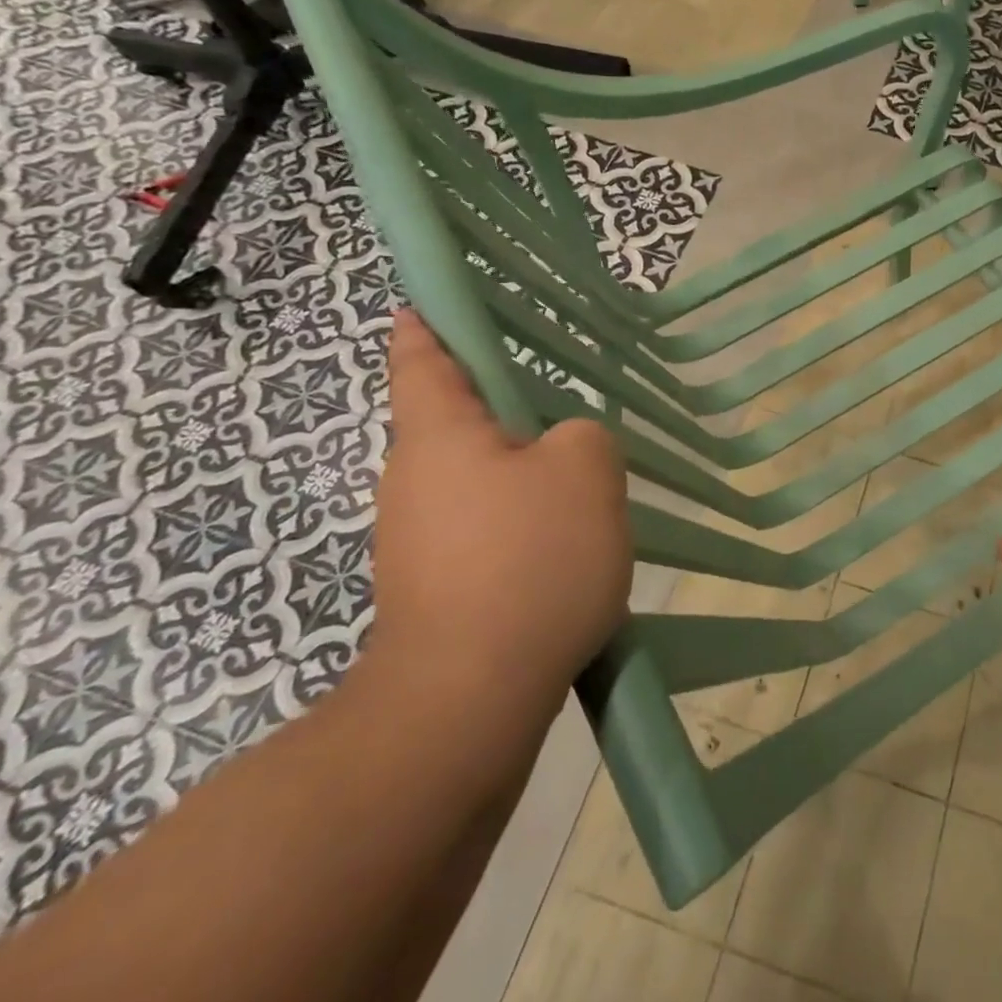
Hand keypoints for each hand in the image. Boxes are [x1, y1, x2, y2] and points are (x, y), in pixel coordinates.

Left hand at [365, 312, 632, 725]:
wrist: (469, 700)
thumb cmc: (527, 560)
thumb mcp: (586, 470)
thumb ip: (586, 434)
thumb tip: (566, 448)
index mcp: (440, 434)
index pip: (423, 357)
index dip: (428, 323)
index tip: (426, 302)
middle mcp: (414, 479)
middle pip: (462, 424)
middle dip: (512, 418)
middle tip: (572, 425)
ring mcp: (417, 540)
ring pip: (482, 483)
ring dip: (527, 482)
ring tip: (584, 500)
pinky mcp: (435, 589)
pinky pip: (487, 533)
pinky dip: (522, 530)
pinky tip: (565, 556)